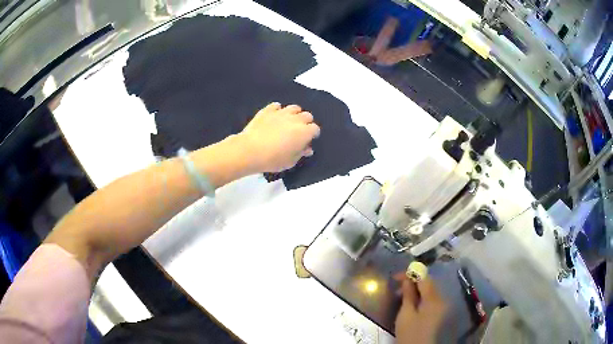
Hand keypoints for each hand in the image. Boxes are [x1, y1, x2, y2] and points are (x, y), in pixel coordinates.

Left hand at [239, 102, 319, 172]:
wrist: (251, 150)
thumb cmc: (273, 159)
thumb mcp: (290, 161)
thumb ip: (301, 153)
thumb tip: (307, 148)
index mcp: (304, 132)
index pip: (315, 129)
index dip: (313, 134)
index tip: (308, 140)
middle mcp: (295, 119)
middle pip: (307, 116)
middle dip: (306, 123)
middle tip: (299, 132)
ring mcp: (281, 112)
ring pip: (294, 108)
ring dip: (294, 114)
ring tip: (288, 122)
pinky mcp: (268, 110)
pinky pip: (277, 106)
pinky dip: (278, 110)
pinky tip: (274, 117)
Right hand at [395, 273, 446, 343]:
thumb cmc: (409, 332)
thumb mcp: (406, 313)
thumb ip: (408, 294)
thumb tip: (407, 279)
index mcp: (434, 299)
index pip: (424, 278)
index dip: (411, 274)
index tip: (396, 277)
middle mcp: (441, 299)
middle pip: (429, 283)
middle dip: (414, 280)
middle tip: (398, 284)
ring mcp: (441, 305)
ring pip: (429, 289)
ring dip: (417, 287)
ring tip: (401, 292)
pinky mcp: (438, 311)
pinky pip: (430, 297)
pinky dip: (421, 295)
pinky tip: (411, 299)